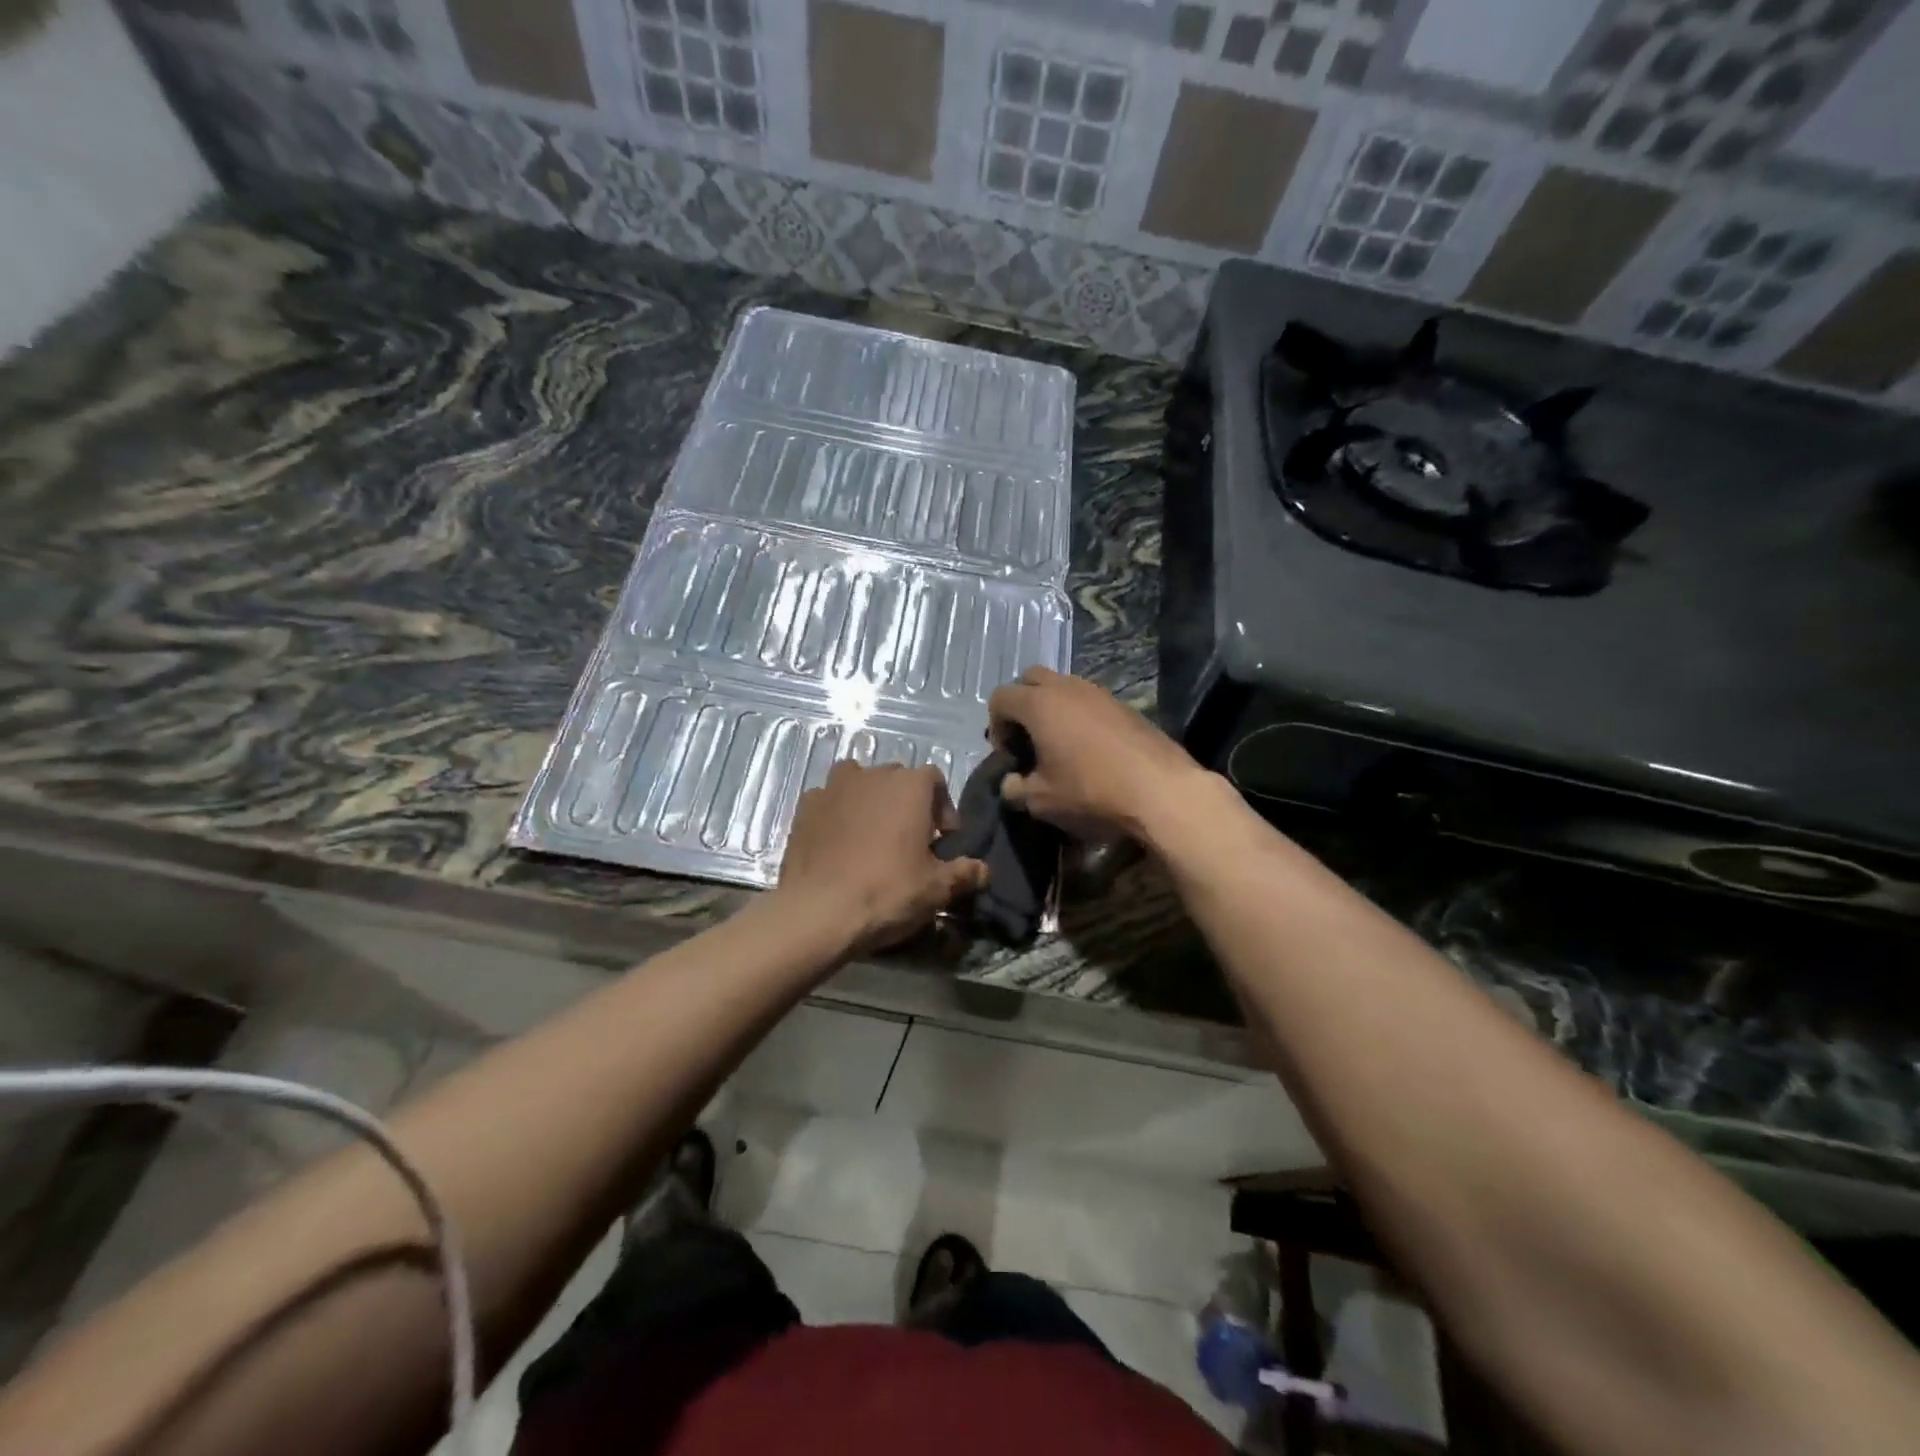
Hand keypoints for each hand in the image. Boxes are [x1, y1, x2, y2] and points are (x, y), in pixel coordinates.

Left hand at [775, 761, 988, 955]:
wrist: (817, 912)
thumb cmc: (887, 892)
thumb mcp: (937, 889)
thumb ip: (965, 873)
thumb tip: (984, 870)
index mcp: (909, 786)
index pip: (935, 779)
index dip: (943, 807)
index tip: (942, 840)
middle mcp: (872, 775)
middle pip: (897, 779)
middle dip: (907, 803)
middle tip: (910, 840)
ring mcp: (833, 788)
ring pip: (859, 783)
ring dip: (870, 801)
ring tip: (872, 836)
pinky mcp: (804, 807)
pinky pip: (829, 801)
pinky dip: (838, 814)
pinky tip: (839, 844)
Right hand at [988, 668, 1206, 840]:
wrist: (1160, 791)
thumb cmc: (1091, 792)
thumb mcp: (1041, 800)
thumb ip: (1015, 788)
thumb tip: (1010, 783)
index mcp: (1040, 704)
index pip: (1001, 697)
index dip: (996, 725)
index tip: (1009, 755)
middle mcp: (1067, 688)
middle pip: (1030, 679)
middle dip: (1021, 705)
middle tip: (1027, 740)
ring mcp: (1099, 693)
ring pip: (1063, 687)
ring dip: (1052, 709)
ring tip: (1058, 745)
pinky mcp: (1124, 705)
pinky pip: (1088, 700)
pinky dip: (1078, 716)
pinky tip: (1088, 749)